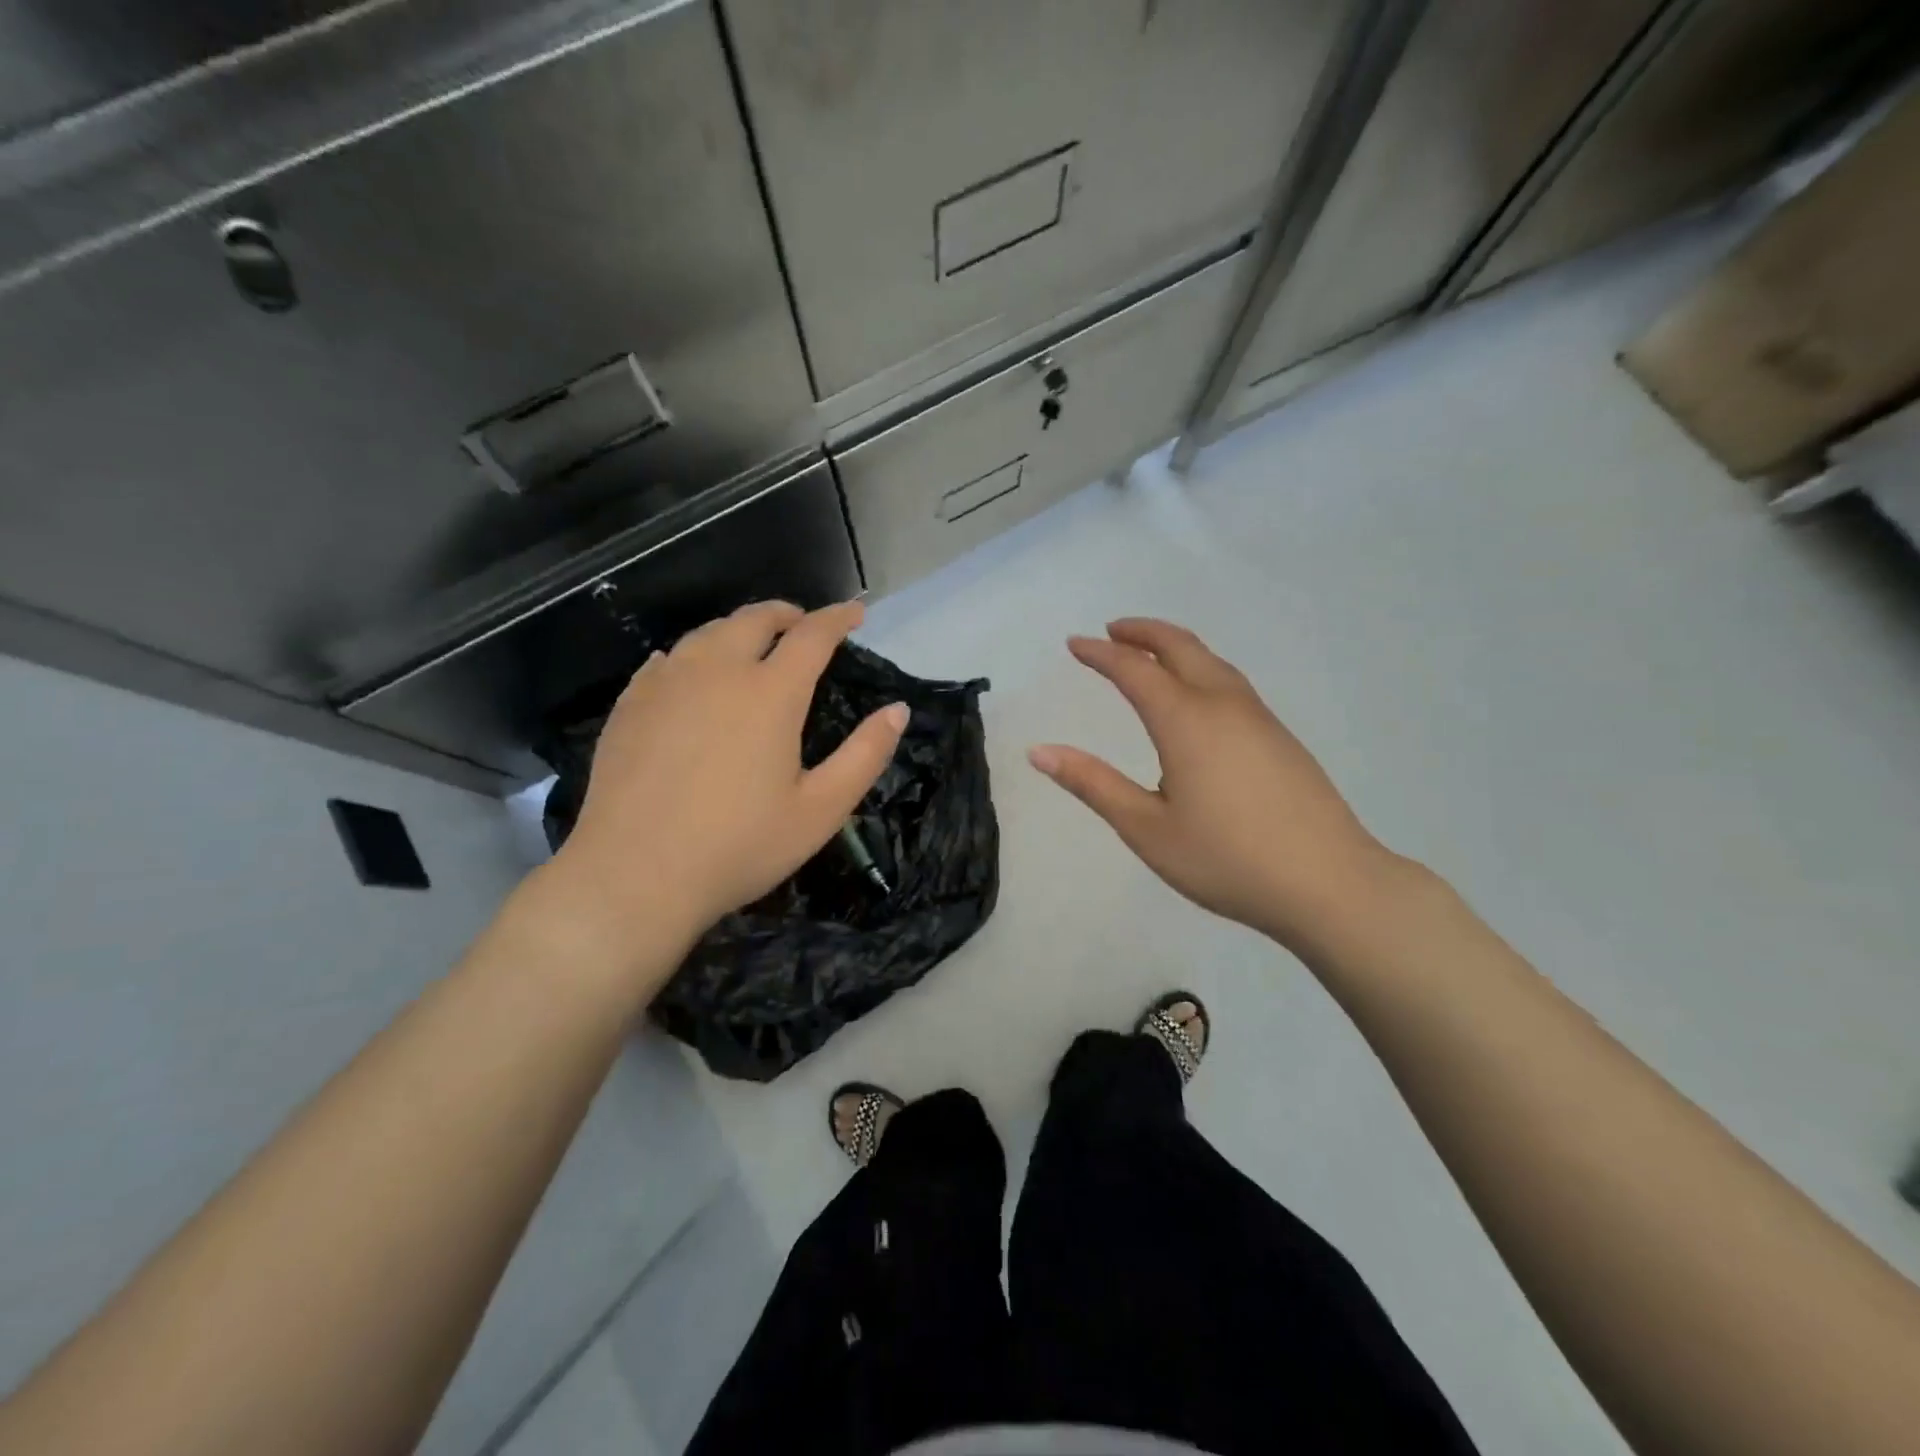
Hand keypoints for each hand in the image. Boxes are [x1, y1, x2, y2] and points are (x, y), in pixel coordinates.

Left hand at [546, 600, 906, 963]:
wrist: (634, 875)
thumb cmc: (740, 846)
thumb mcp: (821, 810)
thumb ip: (866, 754)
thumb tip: (898, 710)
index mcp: (770, 693)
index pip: (812, 635)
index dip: (838, 618)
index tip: (856, 612)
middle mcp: (718, 671)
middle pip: (755, 619)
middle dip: (787, 614)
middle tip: (804, 626)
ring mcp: (667, 683)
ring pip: (709, 632)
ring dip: (740, 629)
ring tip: (754, 645)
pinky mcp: (631, 704)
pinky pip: (669, 658)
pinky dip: (695, 654)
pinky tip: (693, 672)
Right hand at [1029, 619, 1402, 948]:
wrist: (1330, 883)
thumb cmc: (1226, 860)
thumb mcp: (1146, 828)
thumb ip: (1093, 784)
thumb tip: (1039, 751)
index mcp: (1186, 721)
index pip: (1134, 669)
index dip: (1101, 653)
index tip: (1074, 644)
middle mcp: (1223, 705)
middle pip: (1180, 647)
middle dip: (1142, 632)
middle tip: (1111, 631)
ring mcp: (1259, 718)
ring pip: (1212, 661)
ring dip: (1175, 647)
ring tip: (1150, 654)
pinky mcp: (1281, 737)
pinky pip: (1231, 682)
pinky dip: (1201, 668)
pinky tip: (1198, 696)